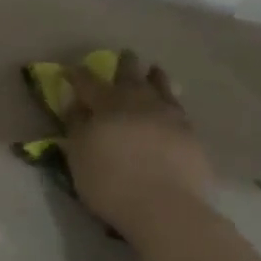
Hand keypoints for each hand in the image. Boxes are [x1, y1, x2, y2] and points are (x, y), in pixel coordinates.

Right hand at [60, 51, 217, 239]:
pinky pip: (179, 110)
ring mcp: (169, 116)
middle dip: (125, 65)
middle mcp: (140, 102)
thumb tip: (75, 104)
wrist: (163, 206)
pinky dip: (173, 103)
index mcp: (108, 104)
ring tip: (155, 70)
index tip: (69, 70)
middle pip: (131, 76)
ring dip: (156, 77)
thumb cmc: (110, 182)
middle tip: (125, 55)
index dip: (77, 75)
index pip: (88, 82)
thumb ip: (76, 126)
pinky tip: (173, 107)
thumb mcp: (78, 155)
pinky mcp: (190, 135)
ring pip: (162, 88)